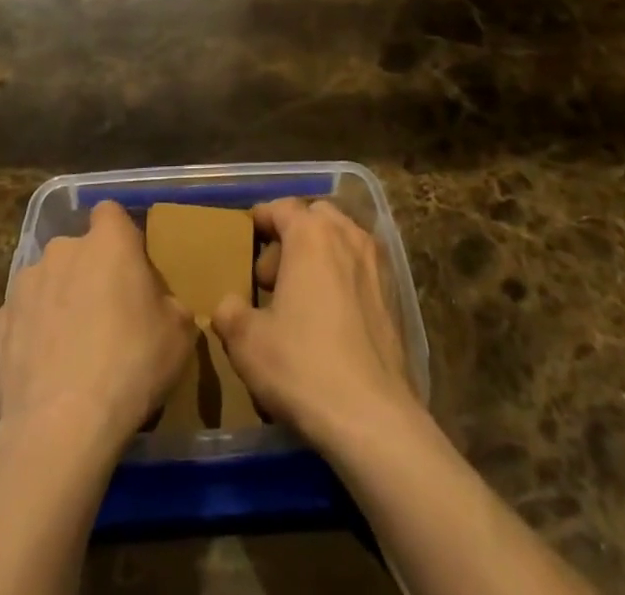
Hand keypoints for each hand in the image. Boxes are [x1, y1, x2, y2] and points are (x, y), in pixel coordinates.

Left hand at [0, 200, 194, 458]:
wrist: (60, 427)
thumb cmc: (130, 365)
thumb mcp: (179, 334)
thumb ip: (170, 305)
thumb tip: (161, 306)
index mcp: (108, 241)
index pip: (110, 212)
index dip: (120, 235)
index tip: (130, 267)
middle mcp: (62, 250)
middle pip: (77, 249)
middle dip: (89, 272)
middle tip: (107, 314)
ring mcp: (24, 285)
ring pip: (47, 282)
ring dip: (58, 301)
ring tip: (72, 348)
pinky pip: (23, 318)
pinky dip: (33, 334)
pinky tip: (46, 370)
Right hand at [212, 199, 415, 454]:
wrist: (373, 417)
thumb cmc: (302, 366)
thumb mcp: (245, 341)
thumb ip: (229, 312)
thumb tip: (228, 304)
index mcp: (311, 234)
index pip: (282, 207)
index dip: (261, 219)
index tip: (246, 237)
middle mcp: (348, 235)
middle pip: (315, 217)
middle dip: (292, 235)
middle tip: (272, 276)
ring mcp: (378, 264)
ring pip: (342, 240)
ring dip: (320, 255)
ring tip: (301, 297)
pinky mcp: (396, 295)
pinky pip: (361, 268)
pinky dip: (343, 277)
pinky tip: (331, 318)